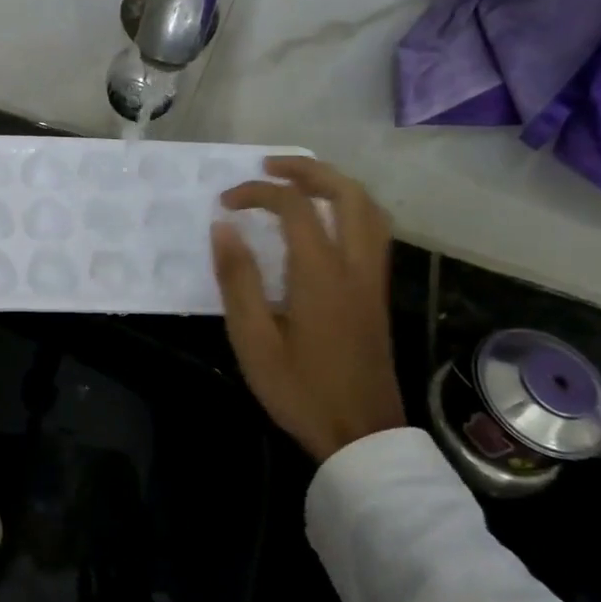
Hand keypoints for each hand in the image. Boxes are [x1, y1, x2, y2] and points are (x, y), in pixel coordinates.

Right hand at [210, 157, 405, 461]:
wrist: (361, 434)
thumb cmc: (299, 389)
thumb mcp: (253, 339)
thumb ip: (238, 279)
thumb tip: (223, 227)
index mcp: (321, 275)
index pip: (294, 207)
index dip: (257, 193)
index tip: (225, 203)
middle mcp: (355, 266)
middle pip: (346, 194)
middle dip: (308, 170)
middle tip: (270, 167)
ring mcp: (373, 280)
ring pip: (369, 210)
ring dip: (335, 185)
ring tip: (299, 183)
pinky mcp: (377, 294)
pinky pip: (374, 231)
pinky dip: (349, 208)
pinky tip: (324, 222)